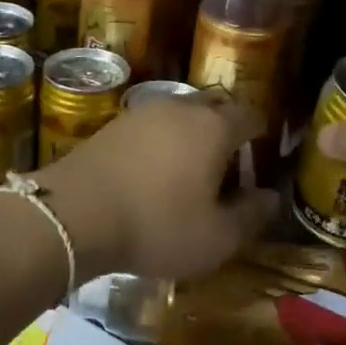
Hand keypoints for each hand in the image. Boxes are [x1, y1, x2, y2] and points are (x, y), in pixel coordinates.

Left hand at [36, 93, 278, 281]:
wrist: (74, 214)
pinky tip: (154, 170)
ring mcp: (143, 112)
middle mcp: (181, 108)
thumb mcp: (216, 237)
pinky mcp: (113, 125)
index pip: (250, 116)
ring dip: (192, 134)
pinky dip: (162, 142)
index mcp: (215, 127)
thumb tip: (272, 197)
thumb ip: (251, 215)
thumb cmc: (157, 225)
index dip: (262, 133)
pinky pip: (152, 126)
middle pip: (215, 107)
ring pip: (180, 114)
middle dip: (227, 129)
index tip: (263, 153)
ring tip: (191, 168)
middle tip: (230, 163)